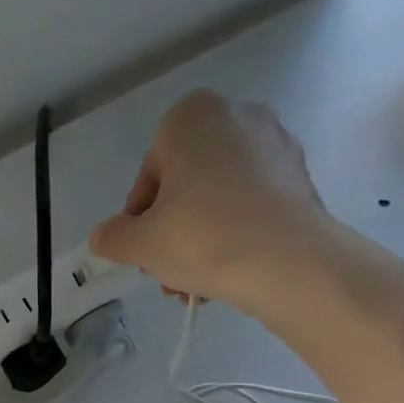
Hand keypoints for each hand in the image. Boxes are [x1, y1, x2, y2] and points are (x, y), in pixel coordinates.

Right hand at [89, 90, 332, 307]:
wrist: (288, 263)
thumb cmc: (203, 238)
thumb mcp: (140, 244)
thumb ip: (113, 237)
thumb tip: (104, 237)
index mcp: (191, 117)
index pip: (150, 174)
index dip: (140, 220)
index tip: (145, 253)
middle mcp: (237, 116)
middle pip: (186, 186)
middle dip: (173, 233)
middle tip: (168, 275)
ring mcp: (274, 145)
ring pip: (219, 199)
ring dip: (200, 242)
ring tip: (195, 286)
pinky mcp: (299, 177)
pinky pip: (251, 206)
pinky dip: (235, 234)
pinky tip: (228, 273)